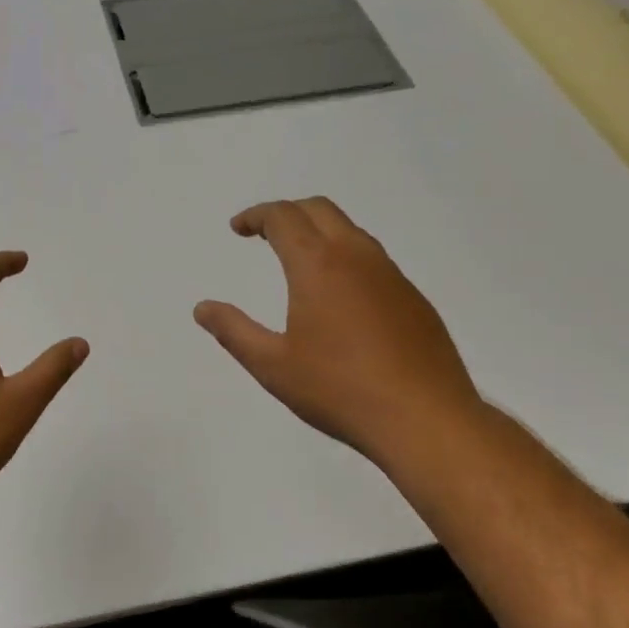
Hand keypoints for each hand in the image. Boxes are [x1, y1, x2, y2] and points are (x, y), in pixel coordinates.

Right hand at [194, 198, 484, 466]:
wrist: (426, 418)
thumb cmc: (340, 390)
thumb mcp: (273, 366)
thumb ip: (234, 331)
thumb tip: (202, 308)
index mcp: (318, 265)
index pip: (283, 217)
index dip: (256, 216)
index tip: (238, 229)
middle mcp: (356, 256)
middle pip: (319, 209)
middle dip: (287, 212)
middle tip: (264, 233)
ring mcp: (391, 275)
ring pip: (351, 231)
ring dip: (319, 231)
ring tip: (299, 258)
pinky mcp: (413, 297)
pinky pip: (373, 259)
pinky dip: (346, 256)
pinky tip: (341, 294)